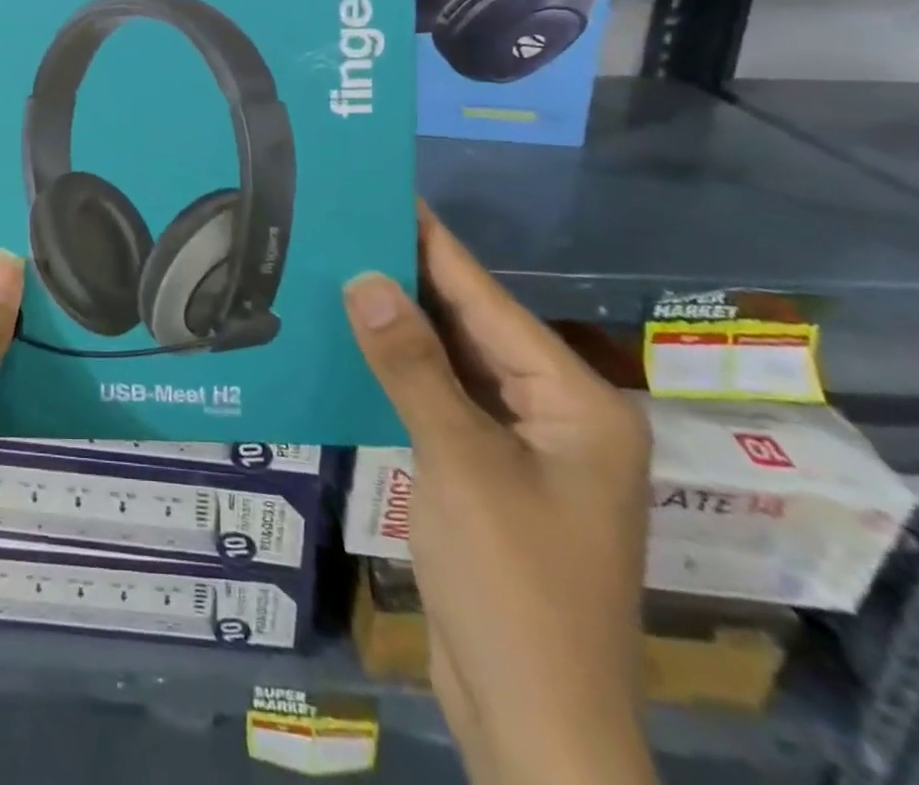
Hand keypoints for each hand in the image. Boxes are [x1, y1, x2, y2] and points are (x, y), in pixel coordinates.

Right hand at [344, 202, 654, 784]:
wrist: (536, 726)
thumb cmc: (514, 588)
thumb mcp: (459, 464)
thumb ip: (412, 366)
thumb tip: (366, 278)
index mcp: (576, 402)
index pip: (489, 301)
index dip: (435, 245)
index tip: (389, 193)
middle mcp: (558, 414)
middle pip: (474, 328)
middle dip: (412, 280)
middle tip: (348, 226)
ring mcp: (525, 448)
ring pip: (456, 365)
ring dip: (404, 326)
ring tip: (342, 270)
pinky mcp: (491, 475)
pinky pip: (444, 402)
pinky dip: (404, 373)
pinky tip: (360, 346)